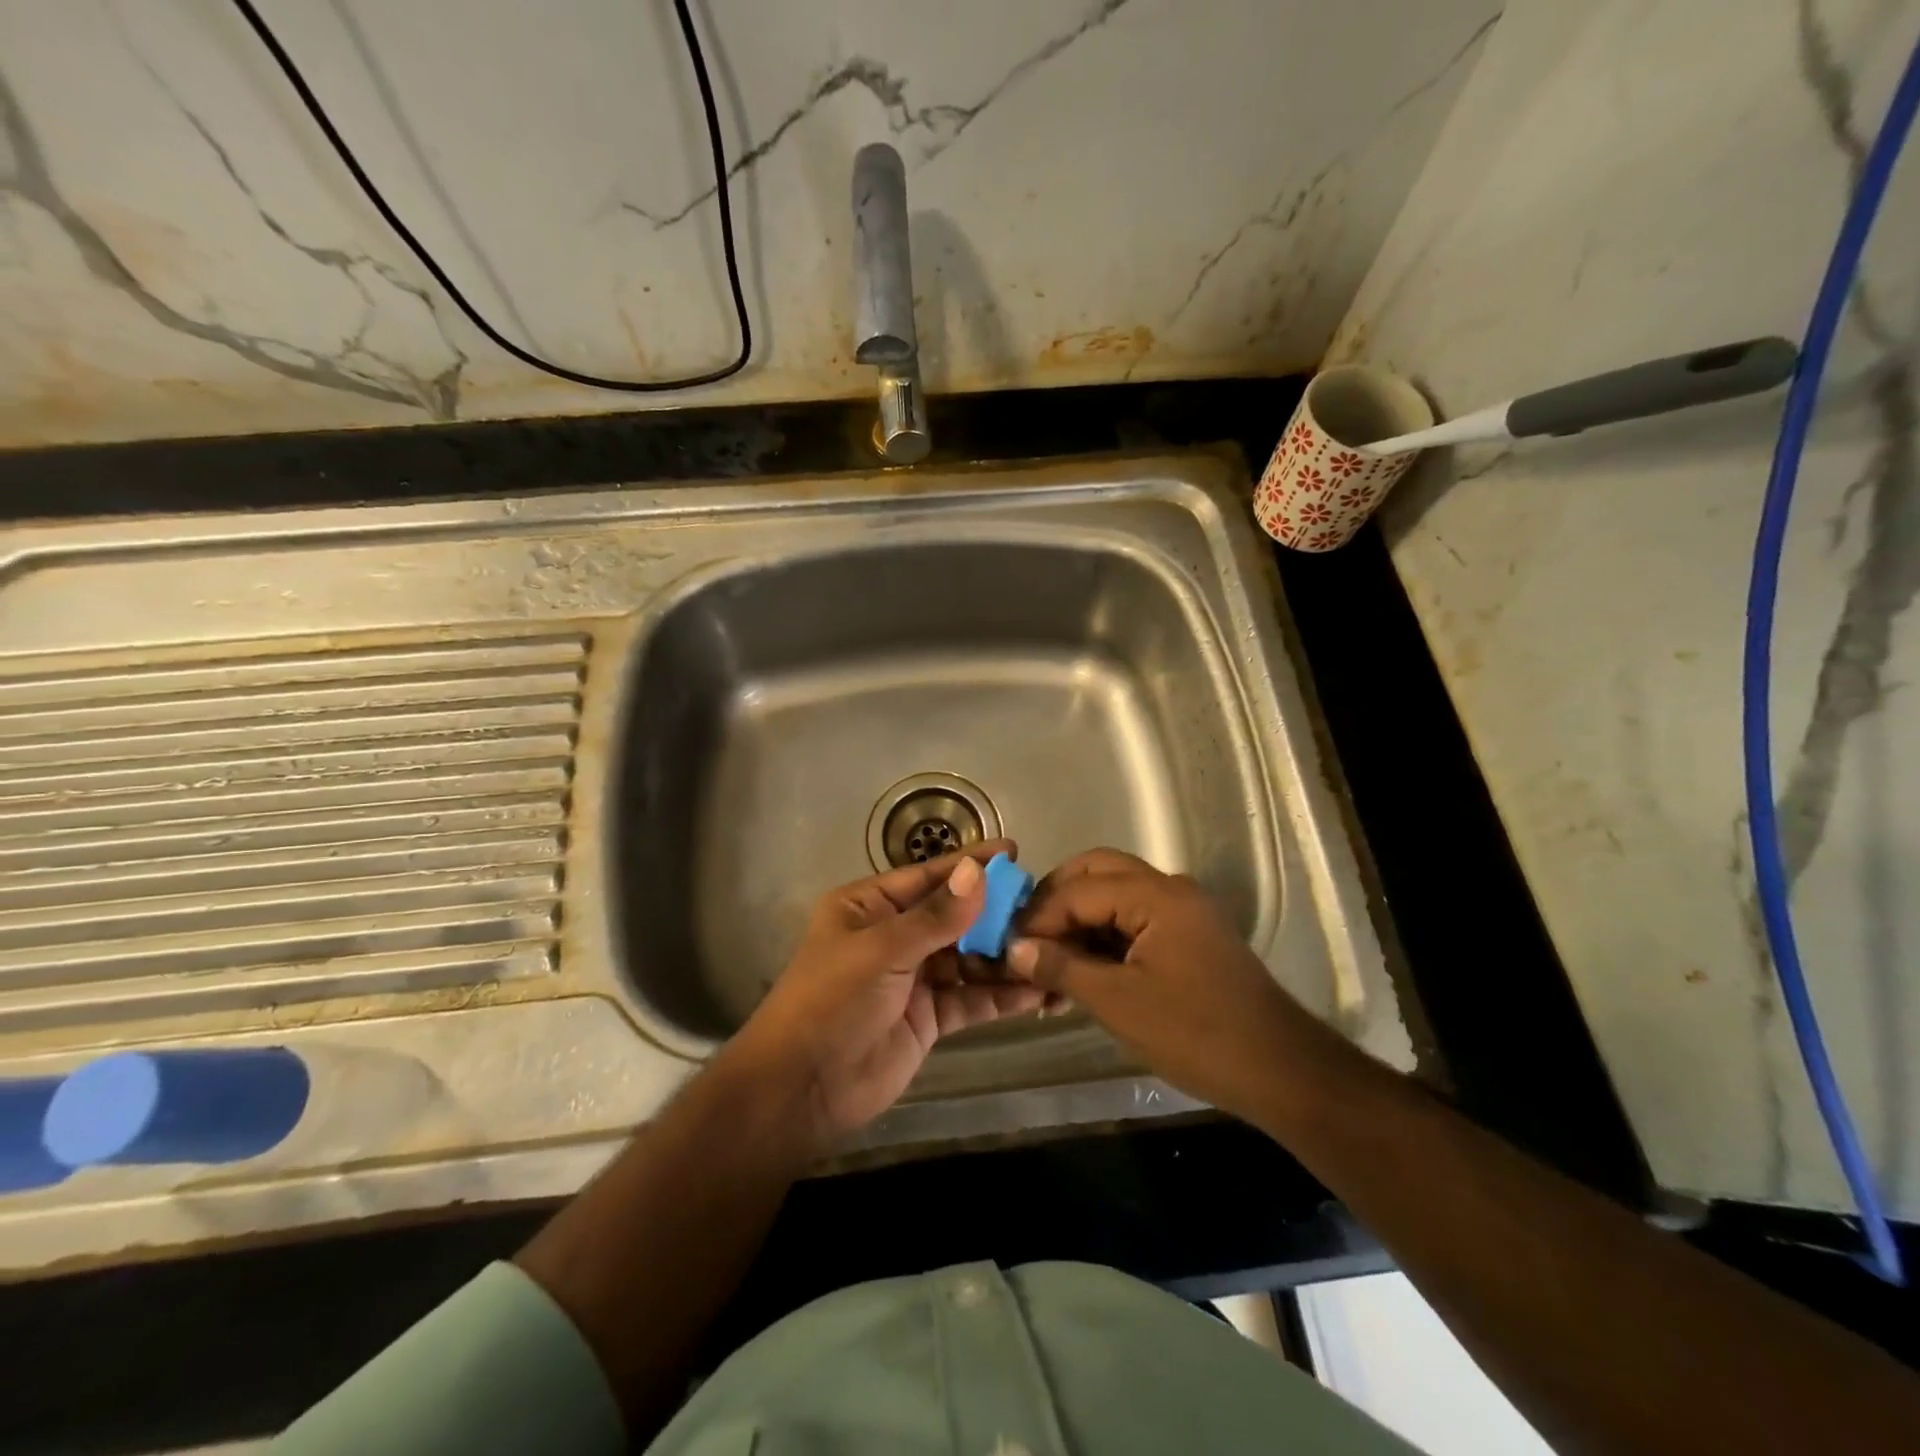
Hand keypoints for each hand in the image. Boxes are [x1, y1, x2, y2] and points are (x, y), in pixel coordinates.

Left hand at [727, 840, 1046, 1147]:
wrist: (802, 1089)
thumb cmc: (831, 1002)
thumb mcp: (881, 950)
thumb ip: (935, 917)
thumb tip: (977, 873)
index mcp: (869, 907)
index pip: (928, 877)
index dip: (970, 865)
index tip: (1014, 853)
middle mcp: (894, 935)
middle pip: (954, 916)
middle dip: (995, 912)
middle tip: (1044, 907)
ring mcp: (913, 977)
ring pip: (968, 958)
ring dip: (1004, 956)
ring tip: (1049, 949)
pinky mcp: (929, 1016)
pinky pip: (971, 998)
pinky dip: (1001, 995)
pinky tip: (1037, 991)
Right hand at [1005, 848, 1312, 1122]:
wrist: (1281, 1071)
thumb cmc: (1196, 1034)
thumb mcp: (1118, 1003)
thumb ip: (1062, 967)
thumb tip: (1014, 949)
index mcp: (1156, 895)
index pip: (1079, 889)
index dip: (1038, 915)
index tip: (1007, 944)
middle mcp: (1170, 889)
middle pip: (1097, 871)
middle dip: (1056, 900)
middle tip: (1026, 937)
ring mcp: (1183, 911)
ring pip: (1115, 893)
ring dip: (1079, 919)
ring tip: (1048, 959)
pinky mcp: (1189, 936)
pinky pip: (1134, 918)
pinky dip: (1104, 935)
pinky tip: (1082, 970)